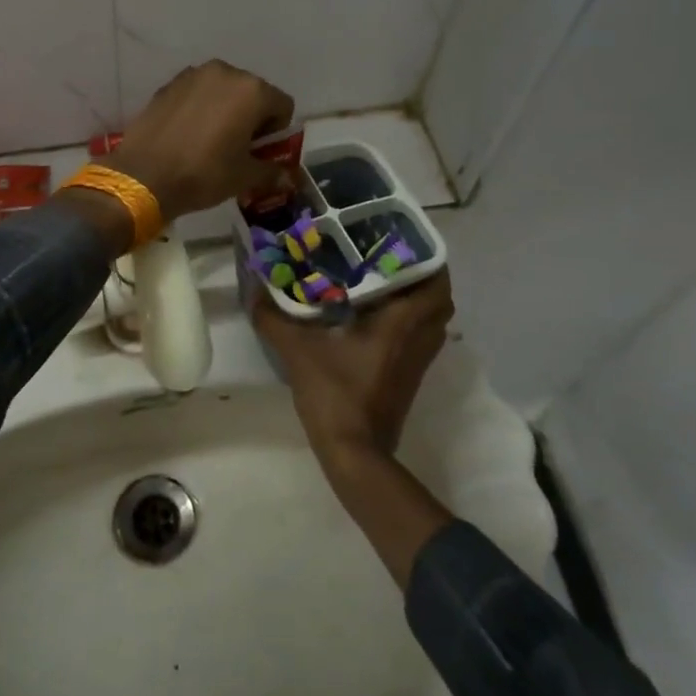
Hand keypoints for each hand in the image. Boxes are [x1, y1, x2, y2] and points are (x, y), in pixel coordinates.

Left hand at [107, 61, 295, 219]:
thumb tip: (286, 175)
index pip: (283, 105)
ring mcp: (193, 75)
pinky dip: (200, 107)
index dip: (277, 131)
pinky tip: (187, 133)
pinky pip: (197, 93)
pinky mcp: (168, 84)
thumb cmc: (204, 173)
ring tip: (210, 139)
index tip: (260, 151)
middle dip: (251, 117)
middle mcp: (225, 72)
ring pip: (223, 90)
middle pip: (252, 92)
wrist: (144, 175)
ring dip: (225, 109)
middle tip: (237, 147)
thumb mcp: (244, 177)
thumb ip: (271, 170)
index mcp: (252, 90)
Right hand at [252, 273, 454, 461]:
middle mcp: (418, 339)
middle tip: (390, 259)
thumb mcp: (298, 352)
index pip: (436, 283)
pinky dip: (409, 323)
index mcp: (401, 324)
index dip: (428, 259)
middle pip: (440, 300)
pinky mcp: (409, 378)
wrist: (355, 454)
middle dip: (424, 277)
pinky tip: (375, 318)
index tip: (402, 241)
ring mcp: (417, 362)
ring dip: (418, 301)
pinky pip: (420, 339)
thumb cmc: (335, 394)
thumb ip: (274, 318)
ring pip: (433, 321)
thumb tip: (254, 290)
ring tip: (383, 282)